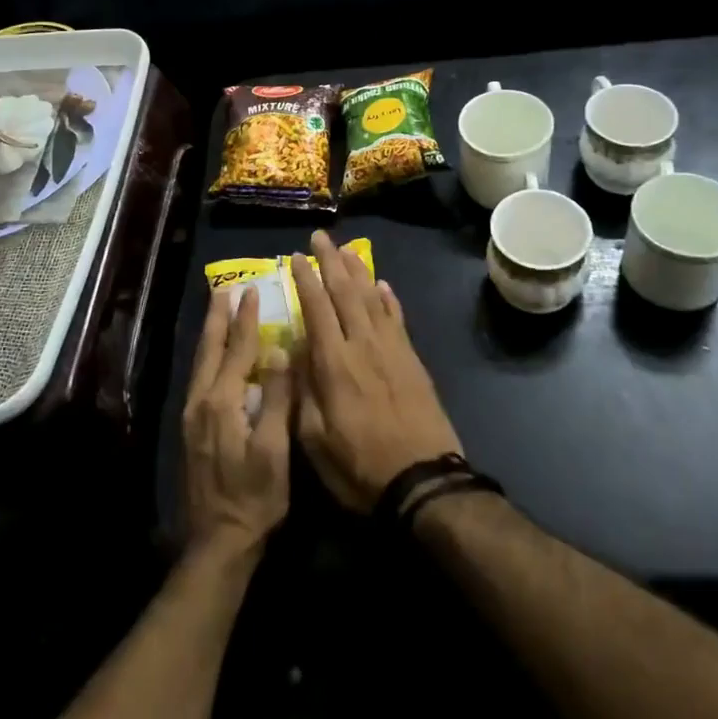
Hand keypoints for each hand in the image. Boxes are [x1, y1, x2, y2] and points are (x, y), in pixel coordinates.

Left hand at [182, 286, 291, 558]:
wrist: (218, 541)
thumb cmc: (254, 497)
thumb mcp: (273, 449)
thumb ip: (274, 398)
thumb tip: (277, 351)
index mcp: (222, 402)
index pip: (237, 350)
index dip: (246, 320)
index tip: (252, 291)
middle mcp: (200, 401)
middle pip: (210, 349)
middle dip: (218, 318)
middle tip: (224, 289)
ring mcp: (192, 416)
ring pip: (201, 362)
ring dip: (211, 334)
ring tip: (217, 311)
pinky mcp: (191, 429)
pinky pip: (200, 377)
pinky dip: (208, 356)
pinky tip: (215, 357)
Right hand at [290, 232, 462, 512]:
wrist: (423, 482)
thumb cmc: (359, 467)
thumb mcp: (314, 440)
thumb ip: (301, 390)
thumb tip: (294, 350)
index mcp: (334, 364)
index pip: (316, 309)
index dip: (305, 280)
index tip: (297, 257)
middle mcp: (363, 346)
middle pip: (345, 293)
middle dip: (331, 262)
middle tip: (320, 236)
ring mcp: (392, 350)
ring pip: (372, 299)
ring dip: (358, 271)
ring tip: (346, 251)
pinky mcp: (412, 361)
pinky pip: (398, 319)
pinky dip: (388, 298)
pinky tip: (382, 285)